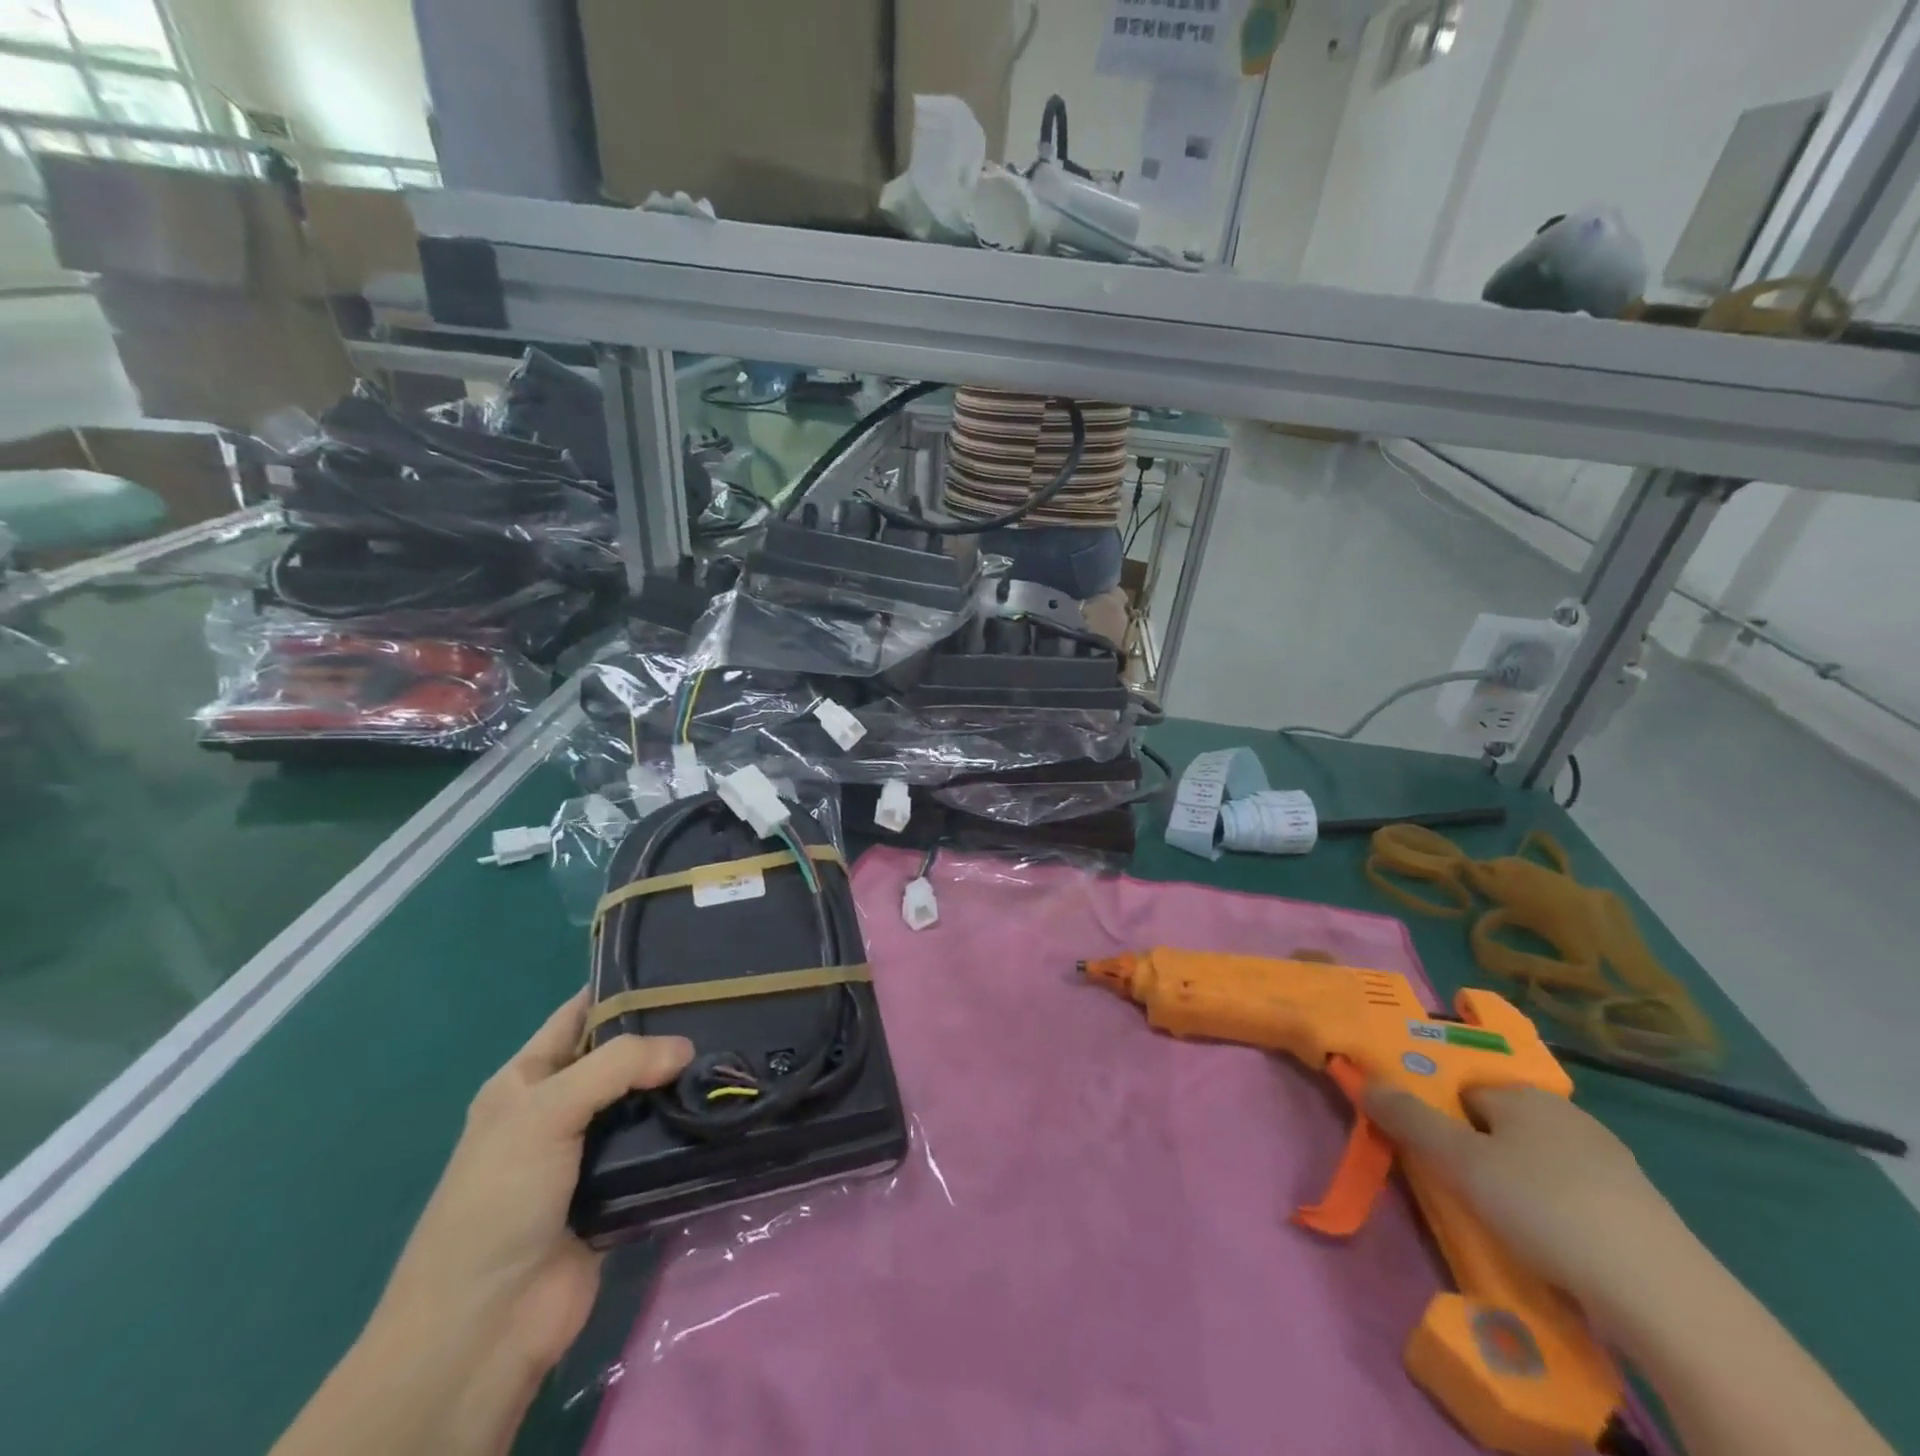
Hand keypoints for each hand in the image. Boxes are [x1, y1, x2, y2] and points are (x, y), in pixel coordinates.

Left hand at [378, 991, 693, 1375]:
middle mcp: (560, 1108)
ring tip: (735, 1051)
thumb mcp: (545, 1111)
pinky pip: (658, 1147)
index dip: (622, 988)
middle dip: (664, 1035)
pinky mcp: (620, 1188)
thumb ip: (618, 1065)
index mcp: (527, 1079)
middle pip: (621, 1057)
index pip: (579, 1015)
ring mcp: (590, 1151)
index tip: (680, 967)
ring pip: (645, 1101)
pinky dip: (685, 1131)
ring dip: (680, 1085)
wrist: (485, 1324)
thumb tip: (687, 1048)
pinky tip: (724, 1106)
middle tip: (724, 1007)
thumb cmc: (499, 1199)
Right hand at [1362, 1083, 1694, 1318]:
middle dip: (1477, 1150)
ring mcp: (1610, 1161)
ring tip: (1506, 1225)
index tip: (1432, 1157)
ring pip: (1538, 1160)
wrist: (1663, 1295)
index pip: (1461, 1089)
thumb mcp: (1459, 1162)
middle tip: (1463, 1192)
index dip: (1440, 1118)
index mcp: (1523, 1094)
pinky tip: (1553, 1245)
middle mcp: (1566, 1114)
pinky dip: (1556, 1211)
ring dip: (1516, 1183)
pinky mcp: (1638, 1208)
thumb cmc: (1544, 1208)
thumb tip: (1362, 1079)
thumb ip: (1408, 1119)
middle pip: (1499, 1122)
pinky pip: (1575, 1194)